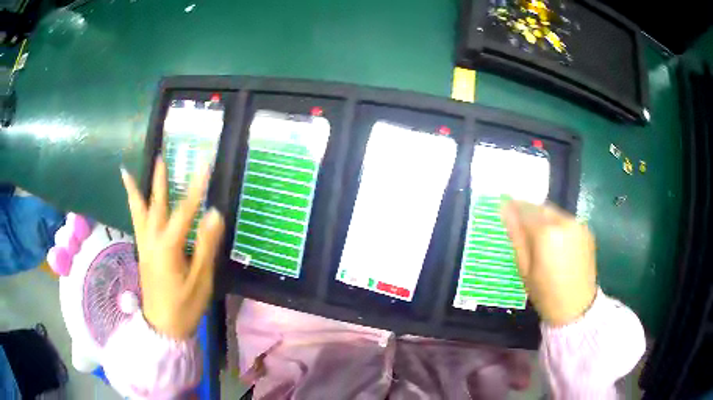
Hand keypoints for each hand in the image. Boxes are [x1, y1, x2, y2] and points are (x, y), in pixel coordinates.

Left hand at [120, 157, 224, 338]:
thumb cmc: (184, 306)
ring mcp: (144, 246)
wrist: (162, 326)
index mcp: (168, 247)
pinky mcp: (143, 252)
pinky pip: (136, 223)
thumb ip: (206, 246)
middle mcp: (152, 241)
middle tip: (159, 156)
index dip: (196, 188)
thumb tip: (214, 214)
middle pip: (155, 205)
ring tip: (128, 172)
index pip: (184, 211)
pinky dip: (133, 208)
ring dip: (136, 191)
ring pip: (139, 213)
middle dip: (159, 180)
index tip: (204, 166)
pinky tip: (134, 201)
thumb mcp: (201, 279)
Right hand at [501, 201, 596, 325]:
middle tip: (520, 223)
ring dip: (544, 218)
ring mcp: (578, 225)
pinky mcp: (586, 230)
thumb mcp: (525, 269)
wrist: (576, 308)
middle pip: (541, 208)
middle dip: (529, 212)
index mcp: (546, 232)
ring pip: (555, 212)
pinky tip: (555, 241)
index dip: (513, 208)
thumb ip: (516, 237)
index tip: (504, 207)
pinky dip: (557, 224)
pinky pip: (567, 220)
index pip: (525, 210)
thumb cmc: (545, 293)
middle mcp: (564, 222)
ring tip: (538, 234)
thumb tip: (506, 211)